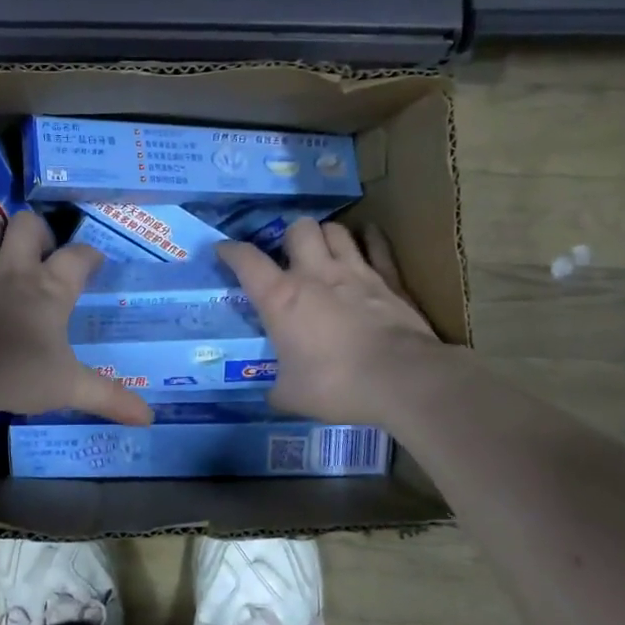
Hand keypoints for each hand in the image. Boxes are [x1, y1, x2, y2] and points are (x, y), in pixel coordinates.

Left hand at [0, 210, 152, 425]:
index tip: (93, 262)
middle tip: (42, 252)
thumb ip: (108, 397)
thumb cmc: (15, 373)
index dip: (89, 255)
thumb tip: (149, 418)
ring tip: (3, 251)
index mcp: (50, 288)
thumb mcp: (68, 388)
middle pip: (28, 224)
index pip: (78, 255)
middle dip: (38, 231)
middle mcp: (13, 270)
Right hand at [217, 218, 447, 427]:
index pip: (246, 260)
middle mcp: (315, 274)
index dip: (230, 251)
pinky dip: (371, 240)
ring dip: (326, 236)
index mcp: (281, 298)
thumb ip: (277, 390)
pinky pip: (378, 245)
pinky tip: (368, 239)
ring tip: (324, 250)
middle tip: (290, 257)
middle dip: (290, 237)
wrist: (402, 379)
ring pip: (336, 230)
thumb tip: (272, 395)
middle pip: (298, 229)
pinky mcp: (389, 279)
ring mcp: (355, 272)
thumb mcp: (292, 396)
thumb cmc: (337, 385)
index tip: (223, 250)